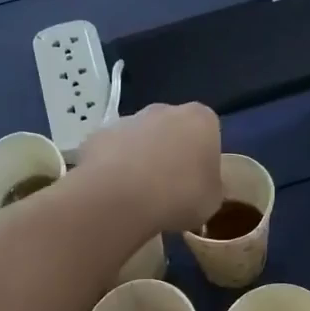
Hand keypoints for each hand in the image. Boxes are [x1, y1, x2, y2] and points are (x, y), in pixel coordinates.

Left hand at [76, 102, 222, 234]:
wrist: (121, 197)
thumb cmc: (180, 195)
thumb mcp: (212, 201)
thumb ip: (211, 186)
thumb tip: (205, 185)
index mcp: (200, 119)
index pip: (207, 132)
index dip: (203, 158)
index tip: (198, 182)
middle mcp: (164, 109)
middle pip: (171, 129)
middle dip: (170, 152)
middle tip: (169, 188)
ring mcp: (127, 119)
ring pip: (139, 139)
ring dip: (140, 159)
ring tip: (139, 194)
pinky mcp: (98, 135)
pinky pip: (111, 152)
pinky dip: (112, 167)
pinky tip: (114, 193)